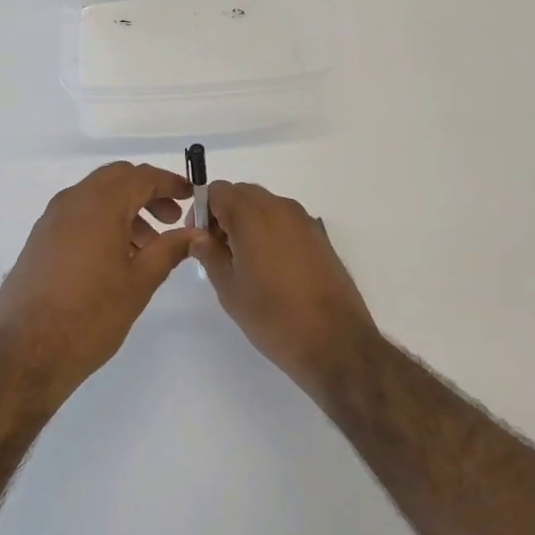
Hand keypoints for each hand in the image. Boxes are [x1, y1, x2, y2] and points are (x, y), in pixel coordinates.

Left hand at [0, 163, 197, 402]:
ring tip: (146, 246)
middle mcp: (73, 201)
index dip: (170, 183)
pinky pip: (77, 214)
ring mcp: (51, 219)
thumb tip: (195, 233)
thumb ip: (169, 250)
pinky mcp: (39, 238)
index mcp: (100, 205)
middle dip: (147, 192)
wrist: (26, 351)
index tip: (191, 197)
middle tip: (170, 220)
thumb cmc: (90, 316)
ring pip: (96, 195)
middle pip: (117, 178)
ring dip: (125, 208)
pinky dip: (102, 220)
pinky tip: (114, 257)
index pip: (142, 177)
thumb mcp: (139, 283)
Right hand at [192, 182, 380, 401]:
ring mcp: (305, 221)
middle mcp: (281, 208)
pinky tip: (270, 267)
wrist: (335, 343)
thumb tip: (199, 236)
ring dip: (248, 221)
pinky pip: (285, 221)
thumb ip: (210, 255)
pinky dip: (270, 231)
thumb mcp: (230, 289)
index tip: (199, 239)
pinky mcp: (320, 237)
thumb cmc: (273, 317)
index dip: (203, 210)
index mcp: (254, 216)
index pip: (219, 191)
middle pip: (243, 193)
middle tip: (218, 250)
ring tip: (243, 261)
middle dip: (225, 213)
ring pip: (266, 206)